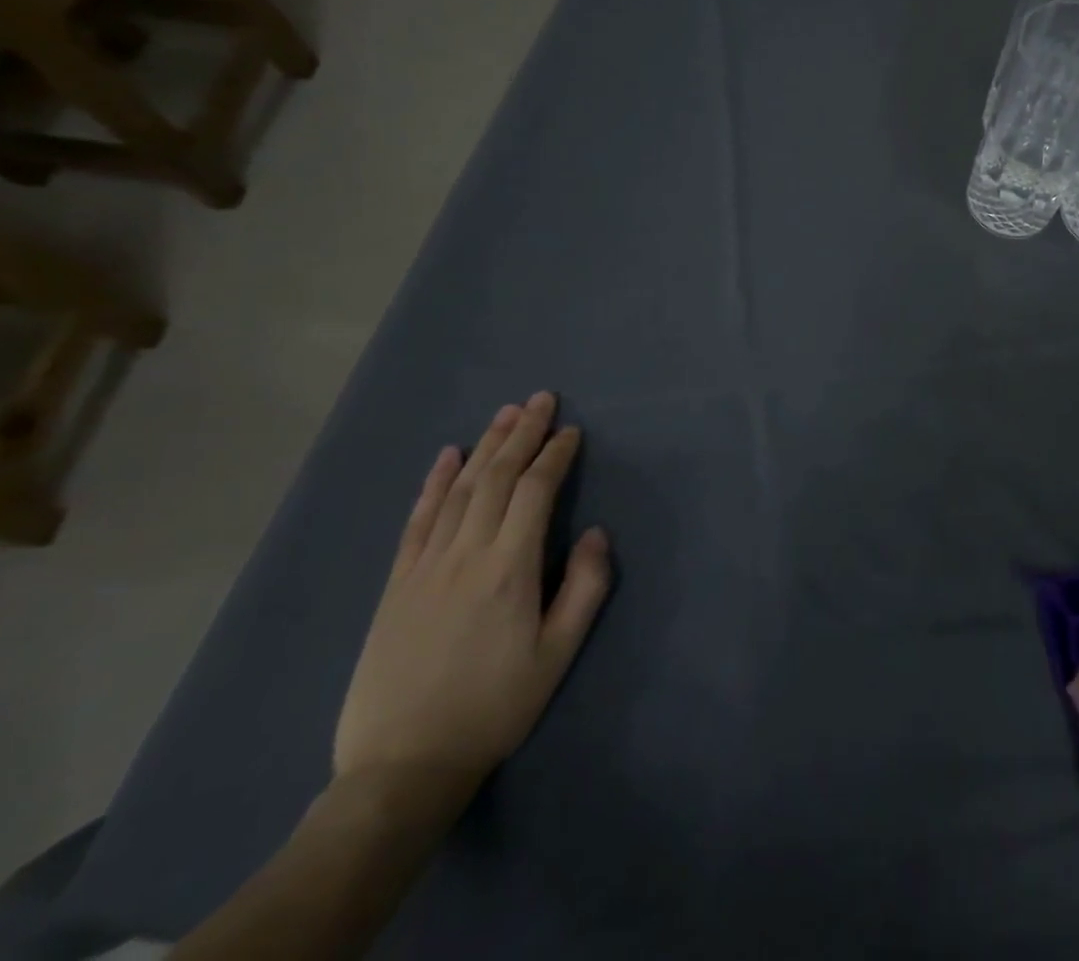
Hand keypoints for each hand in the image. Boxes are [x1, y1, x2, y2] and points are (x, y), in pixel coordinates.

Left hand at [333, 393, 611, 813]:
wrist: (402, 766)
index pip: (534, 492)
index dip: (555, 456)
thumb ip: (584, 587)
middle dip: (521, 434)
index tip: (572, 431)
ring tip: (506, 414)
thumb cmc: (494, 707)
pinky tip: (447, 456)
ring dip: (485, 446)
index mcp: (509, 569)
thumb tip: (595, 532)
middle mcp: (465, 555)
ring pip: (459, 490)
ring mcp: (425, 567)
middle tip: (541, 399)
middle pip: (495, 478)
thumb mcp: (558, 654)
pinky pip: (417, 521)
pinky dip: (434, 483)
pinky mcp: (397, 584)